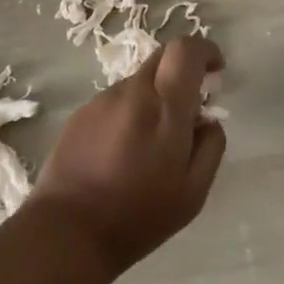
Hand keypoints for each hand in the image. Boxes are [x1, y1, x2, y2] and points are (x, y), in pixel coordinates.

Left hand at [31, 36, 227, 277]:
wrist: (66, 233)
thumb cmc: (138, 216)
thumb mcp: (193, 192)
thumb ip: (211, 147)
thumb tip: (207, 120)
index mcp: (165, 108)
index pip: (186, 50)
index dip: (206, 50)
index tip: (216, 70)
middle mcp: (132, 93)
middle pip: (162, 56)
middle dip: (182, 71)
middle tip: (189, 107)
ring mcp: (102, 101)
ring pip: (139, 80)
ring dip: (154, 96)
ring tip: (151, 143)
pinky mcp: (80, 114)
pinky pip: (116, 100)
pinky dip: (130, 111)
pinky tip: (123, 151)